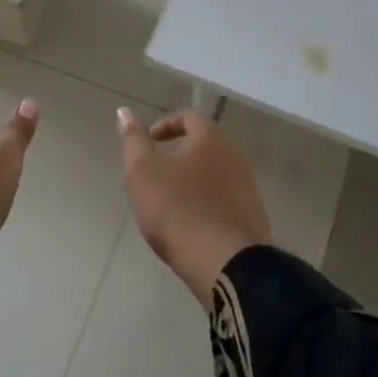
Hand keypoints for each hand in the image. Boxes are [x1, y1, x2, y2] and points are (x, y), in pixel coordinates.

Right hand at [117, 107, 271, 308]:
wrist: (227, 264)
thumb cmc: (179, 210)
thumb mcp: (143, 173)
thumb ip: (134, 141)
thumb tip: (124, 111)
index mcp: (211, 139)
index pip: (189, 117)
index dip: (166, 125)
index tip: (149, 141)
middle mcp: (235, 156)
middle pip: (206, 144)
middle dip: (181, 153)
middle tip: (157, 172)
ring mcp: (248, 187)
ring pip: (216, 173)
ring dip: (194, 179)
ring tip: (171, 201)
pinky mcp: (253, 217)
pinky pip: (225, 200)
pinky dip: (207, 202)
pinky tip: (192, 224)